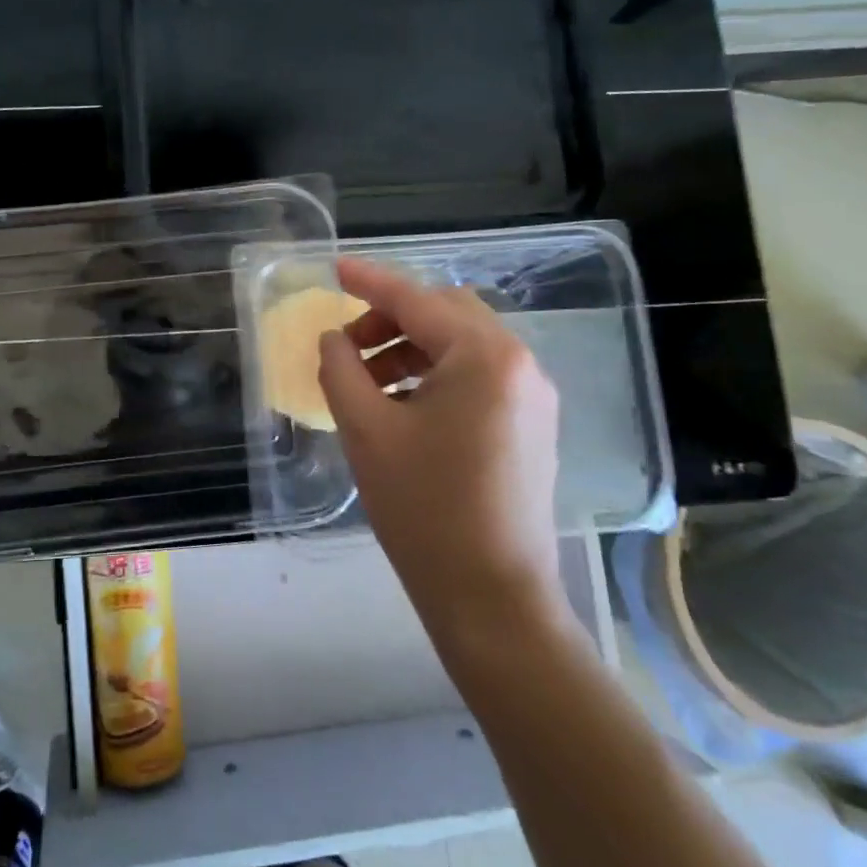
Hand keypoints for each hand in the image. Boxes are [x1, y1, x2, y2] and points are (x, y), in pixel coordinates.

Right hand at [317, 257, 566, 649]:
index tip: (333, 268)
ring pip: (463, 343)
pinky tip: (403, 404)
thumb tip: (334, 338)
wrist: (492, 598)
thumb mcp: (366, 431)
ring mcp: (533, 395)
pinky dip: (436, 373)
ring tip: (368, 382)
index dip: (369, 282)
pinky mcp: (533, 424)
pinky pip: (479, 375)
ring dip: (412, 347)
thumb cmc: (424, 510)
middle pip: (446, 313)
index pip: (417, 300)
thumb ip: (341, 369)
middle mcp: (519, 364)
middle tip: (349, 346)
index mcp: (484, 357)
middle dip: (392, 318)